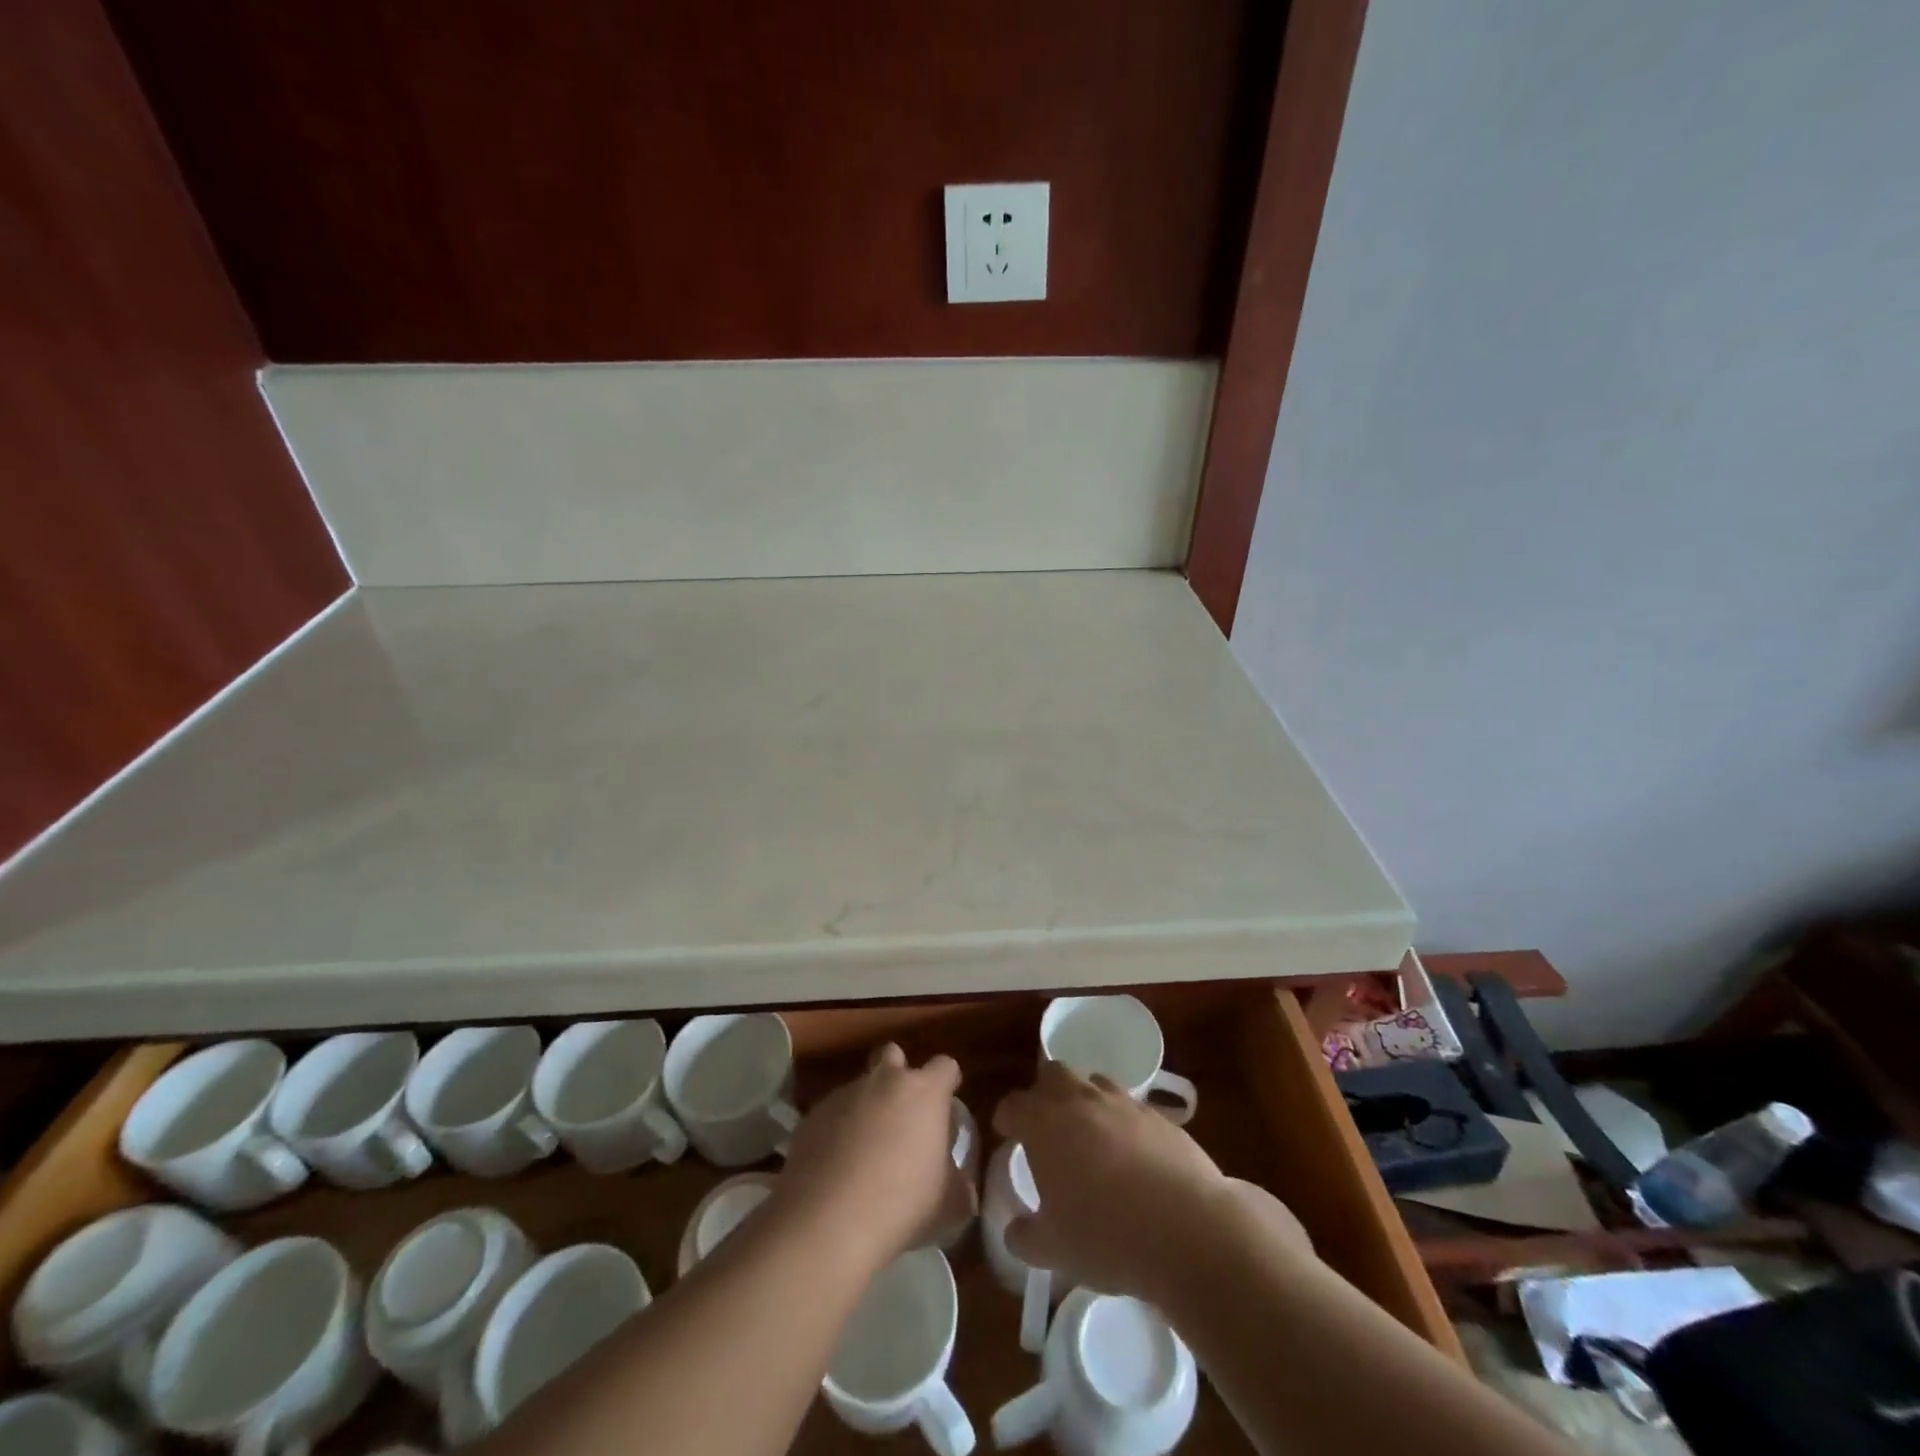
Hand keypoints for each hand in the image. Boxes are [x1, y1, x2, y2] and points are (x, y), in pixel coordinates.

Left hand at [776, 1045, 968, 1269]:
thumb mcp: (949, 1204)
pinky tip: (836, 1167)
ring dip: (866, 1107)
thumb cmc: (902, 1204)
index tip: (946, 1107)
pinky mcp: (811, 1116)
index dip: (948, 1083)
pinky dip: (837, 1131)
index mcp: (924, 1092)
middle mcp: (883, 1081)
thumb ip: (959, 1186)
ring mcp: (843, 1095)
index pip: (945, 1066)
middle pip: (894, 1055)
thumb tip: (960, 1188)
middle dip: (899, 1075)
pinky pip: (831, 1114)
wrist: (827, 1222)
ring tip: (865, 1151)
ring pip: (860, 1087)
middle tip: (902, 1115)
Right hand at [994, 1060, 1306, 1305]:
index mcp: (1044, 1123)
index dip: (1006, 1119)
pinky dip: (1122, 1122)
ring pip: (1094, 1083)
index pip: (1013, 1105)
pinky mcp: (1159, 1115)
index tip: (1006, 1135)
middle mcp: (1080, 1100)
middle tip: (1046, 1128)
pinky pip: (1130, 1107)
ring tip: (1089, 1138)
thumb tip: (1016, 1230)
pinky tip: (1131, 1156)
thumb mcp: (1054, 1251)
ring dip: (1085, 1102)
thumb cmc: (1107, 1237)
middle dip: (1045, 1094)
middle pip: (1053, 1074)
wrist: (1188, 1229)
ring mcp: (1122, 1102)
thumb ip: (1025, 1236)